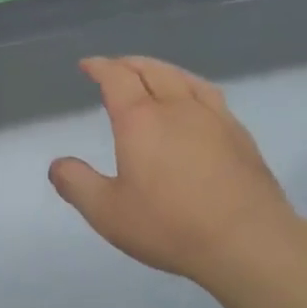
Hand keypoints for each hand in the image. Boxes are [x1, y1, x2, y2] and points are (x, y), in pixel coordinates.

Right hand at [49, 56, 300, 282]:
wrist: (249, 243)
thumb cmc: (170, 225)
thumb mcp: (107, 212)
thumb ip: (77, 184)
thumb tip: (57, 165)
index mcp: (140, 120)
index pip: (117, 78)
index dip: (100, 67)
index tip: (87, 65)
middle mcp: (177, 108)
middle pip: (151, 70)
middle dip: (128, 64)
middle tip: (115, 67)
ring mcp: (214, 118)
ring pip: (183, 78)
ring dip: (161, 69)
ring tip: (152, 73)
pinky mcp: (239, 135)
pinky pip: (209, 95)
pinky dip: (190, 86)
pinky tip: (194, 101)